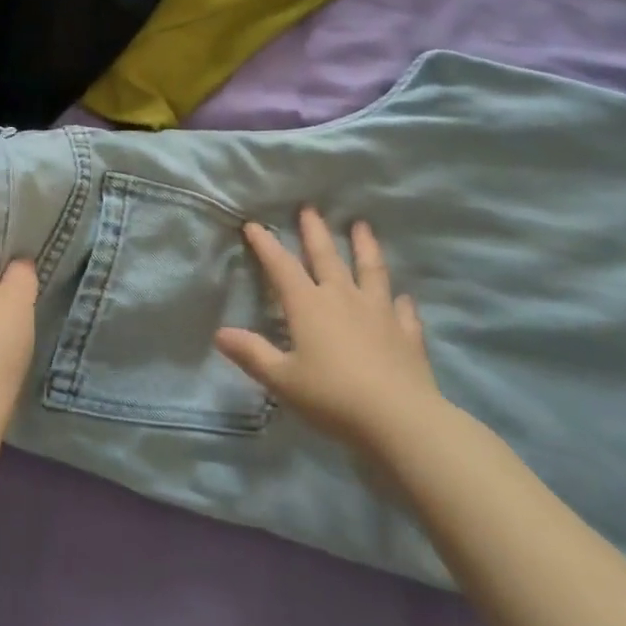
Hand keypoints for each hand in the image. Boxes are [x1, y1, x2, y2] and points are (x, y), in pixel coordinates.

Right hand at [215, 208, 441, 449]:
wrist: (398, 419)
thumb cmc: (332, 397)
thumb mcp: (282, 379)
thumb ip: (252, 353)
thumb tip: (220, 333)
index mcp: (308, 306)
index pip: (282, 267)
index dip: (266, 245)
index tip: (253, 225)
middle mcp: (342, 298)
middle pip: (326, 257)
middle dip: (314, 231)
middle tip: (310, 207)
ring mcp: (379, 312)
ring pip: (370, 270)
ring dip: (364, 246)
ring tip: (362, 225)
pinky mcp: (406, 333)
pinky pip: (403, 311)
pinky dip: (401, 301)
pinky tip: (403, 297)